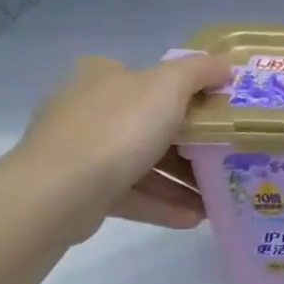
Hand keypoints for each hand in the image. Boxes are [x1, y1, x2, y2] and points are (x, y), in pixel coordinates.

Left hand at [10, 53, 231, 234]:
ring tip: (216, 195)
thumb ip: (201, 70)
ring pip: (143, 162)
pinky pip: (132, 194)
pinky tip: (194, 217)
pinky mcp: (80, 192)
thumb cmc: (118, 128)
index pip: (149, 77)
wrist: (58, 193)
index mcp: (103, 76)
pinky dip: (163, 203)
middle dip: (191, 143)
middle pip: (151, 123)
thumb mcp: (170, 85)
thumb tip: (224, 66)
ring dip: (181, 180)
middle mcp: (86, 109)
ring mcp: (80, 152)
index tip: (217, 111)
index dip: (186, 91)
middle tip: (225, 155)